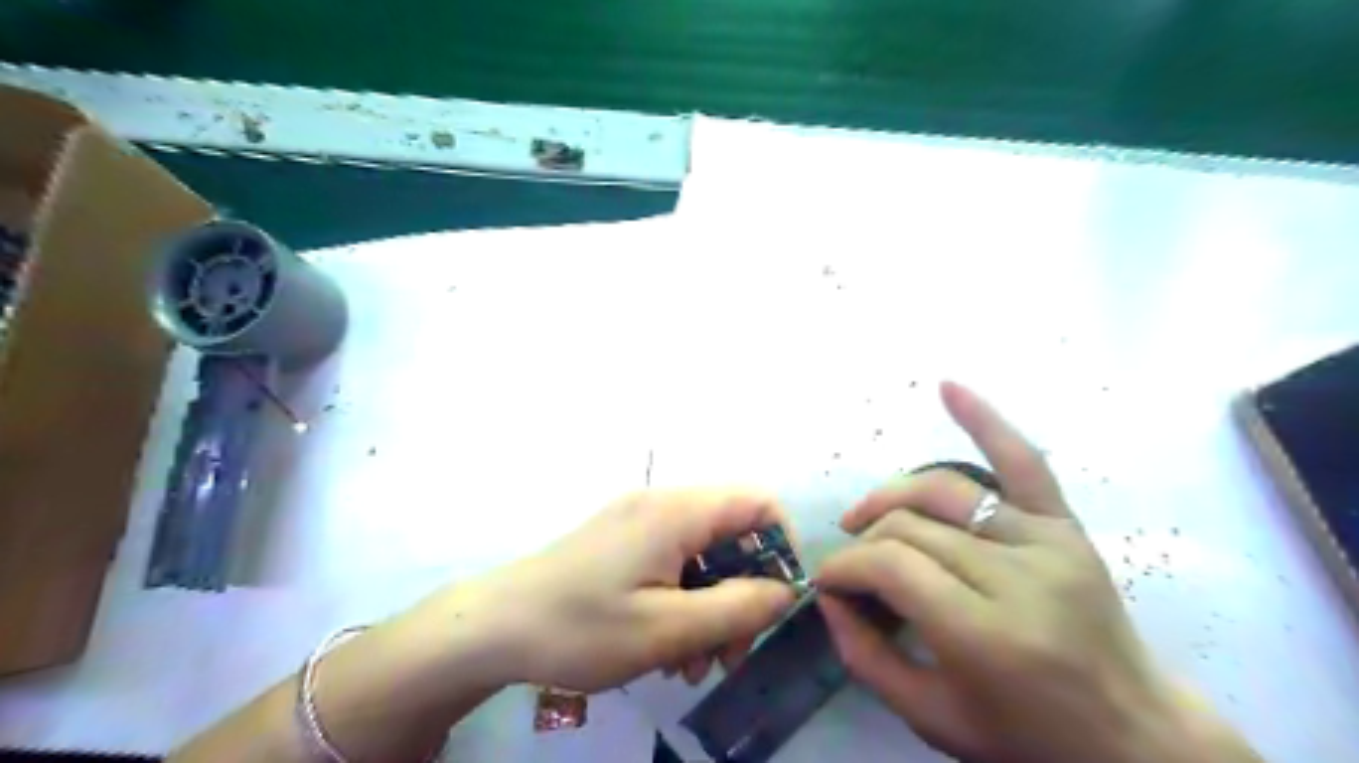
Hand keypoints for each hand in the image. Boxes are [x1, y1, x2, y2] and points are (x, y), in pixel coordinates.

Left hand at [473, 489, 797, 690]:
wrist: (493, 627)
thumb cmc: (582, 626)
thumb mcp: (668, 629)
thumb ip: (738, 608)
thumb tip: (786, 590)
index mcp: (677, 511)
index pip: (758, 503)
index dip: (781, 546)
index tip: (777, 599)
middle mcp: (661, 504)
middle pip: (731, 534)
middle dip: (742, 592)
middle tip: (729, 652)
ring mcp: (637, 521)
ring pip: (702, 554)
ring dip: (711, 605)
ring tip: (694, 663)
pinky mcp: (620, 541)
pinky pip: (672, 561)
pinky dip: (682, 599)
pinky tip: (666, 647)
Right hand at [818, 385, 1251, 762]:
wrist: (1133, 737)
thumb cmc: (1027, 738)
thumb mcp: (933, 718)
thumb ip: (865, 657)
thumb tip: (829, 597)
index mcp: (986, 633)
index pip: (891, 565)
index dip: (846, 566)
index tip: (828, 582)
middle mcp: (1018, 576)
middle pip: (912, 527)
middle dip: (864, 543)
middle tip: (850, 568)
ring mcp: (1046, 542)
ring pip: (943, 492)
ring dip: (892, 497)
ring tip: (864, 515)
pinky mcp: (1065, 526)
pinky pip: (1023, 462)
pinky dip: (985, 421)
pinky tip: (948, 388)